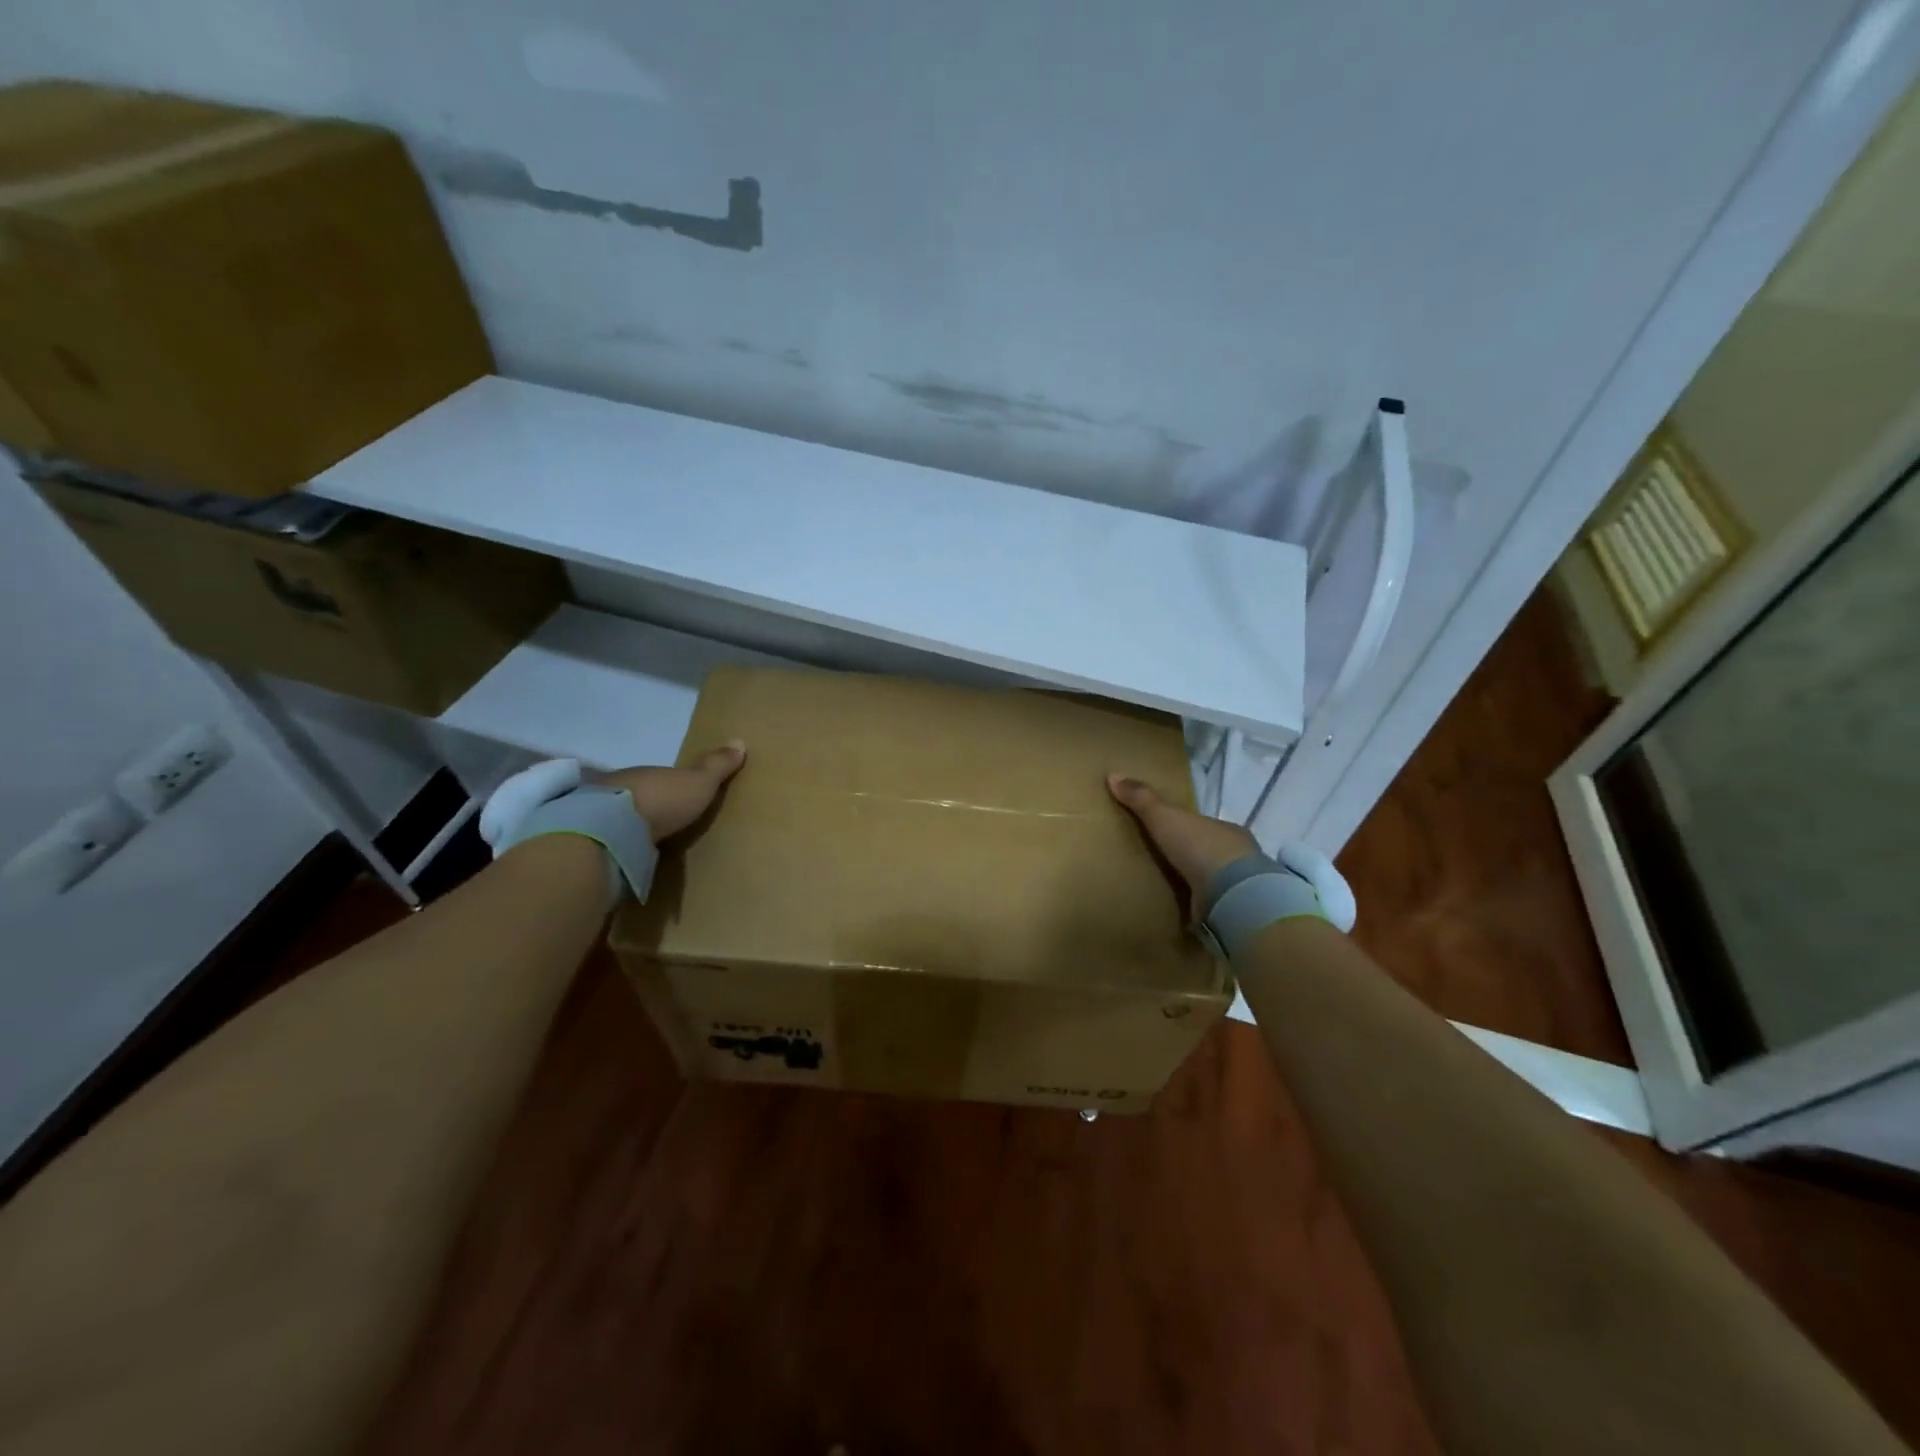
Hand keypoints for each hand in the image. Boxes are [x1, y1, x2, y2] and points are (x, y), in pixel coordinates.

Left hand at [604, 741, 746, 840]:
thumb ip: (716, 766)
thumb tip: (739, 741)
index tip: (670, 793)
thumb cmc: (662, 800)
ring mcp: (596, 812)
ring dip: (623, 822)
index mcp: (644, 772)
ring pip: (612, 813)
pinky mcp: (587, 838)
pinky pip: (602, 835)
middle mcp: (616, 785)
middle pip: (631, 793)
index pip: (654, 775)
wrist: (615, 829)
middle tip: (655, 818)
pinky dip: (611, 840)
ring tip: (637, 839)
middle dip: (641, 802)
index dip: (662, 784)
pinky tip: (619, 850)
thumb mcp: (699, 782)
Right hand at [1107, 772, 1258, 902]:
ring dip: (1195, 885)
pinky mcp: (1234, 912)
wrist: (1232, 895)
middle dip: (1190, 858)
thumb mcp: (1164, 817)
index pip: (1204, 826)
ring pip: (1213, 882)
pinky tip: (1181, 913)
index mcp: (1225, 830)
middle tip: (1163, 864)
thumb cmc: (1200, 847)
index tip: (1169, 834)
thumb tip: (1112, 774)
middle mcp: (1237, 856)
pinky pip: (1212, 907)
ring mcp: (1239, 887)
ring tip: (1168, 891)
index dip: (1187, 828)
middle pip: (1209, 853)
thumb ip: (1142, 799)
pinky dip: (1199, 908)